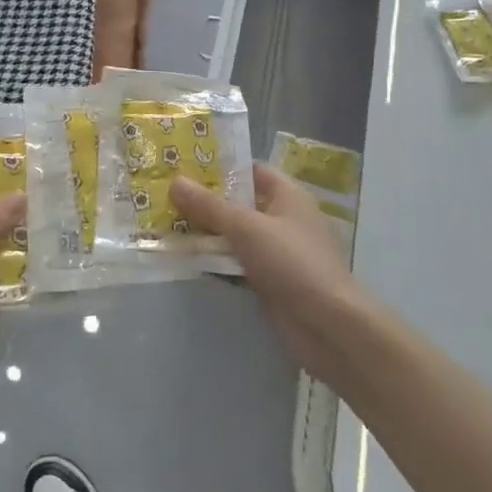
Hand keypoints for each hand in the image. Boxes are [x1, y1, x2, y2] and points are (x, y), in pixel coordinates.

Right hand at [172, 164, 368, 381]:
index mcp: (288, 196)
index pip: (251, 170)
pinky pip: (236, 263)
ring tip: (166, 224)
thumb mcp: (247, 228)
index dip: (220, 167)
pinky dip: (215, 261)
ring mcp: (277, 252)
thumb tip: (175, 181)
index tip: (184, 165)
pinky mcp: (269, 281)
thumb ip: (210, 206)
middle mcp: (283, 219)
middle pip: (239, 203)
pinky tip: (185, 259)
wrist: (327, 326)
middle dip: (205, 202)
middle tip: (164, 195)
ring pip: (235, 235)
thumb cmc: (292, 263)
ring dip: (206, 234)